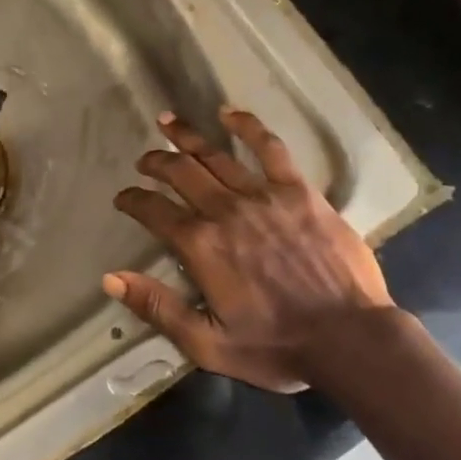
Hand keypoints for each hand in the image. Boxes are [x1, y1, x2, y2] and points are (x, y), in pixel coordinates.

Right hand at [104, 108, 403, 391]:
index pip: (154, 211)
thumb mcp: (207, 344)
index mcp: (200, 246)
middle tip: (144, 160)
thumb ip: (157, 307)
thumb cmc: (276, 347)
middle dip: (156, 162)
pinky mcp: (298, 191)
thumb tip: (110, 278)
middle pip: (180, 173)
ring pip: (216, 156)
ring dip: (187, 137)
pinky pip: (269, 149)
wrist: (349, 338)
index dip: (133, 201)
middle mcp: (225, 210)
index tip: (123, 198)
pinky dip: (247, 126)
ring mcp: (263, 196)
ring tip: (168, 122)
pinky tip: (229, 112)